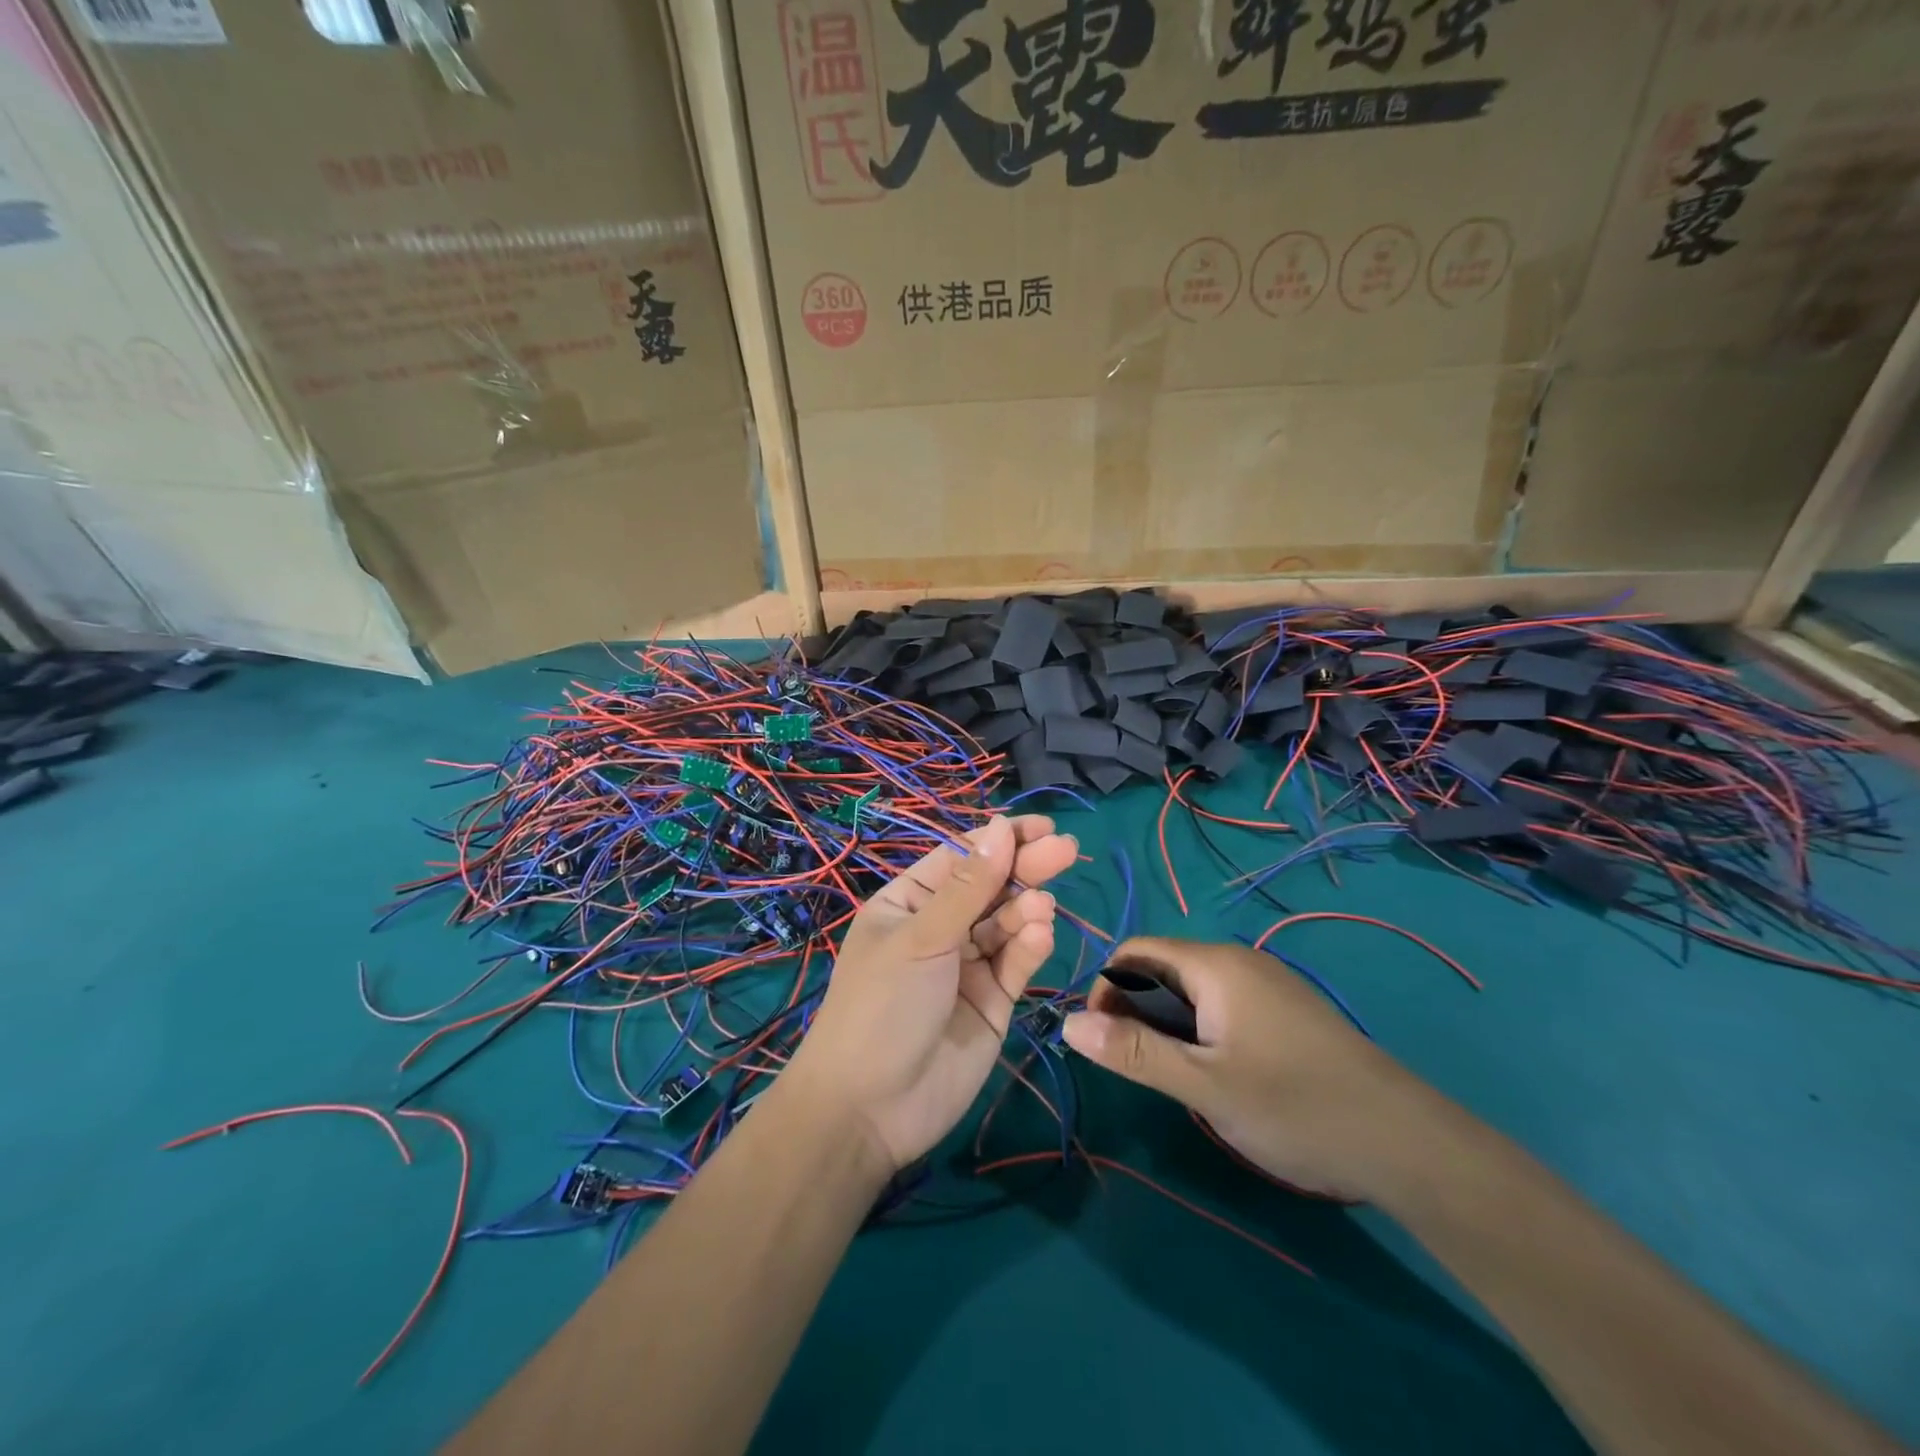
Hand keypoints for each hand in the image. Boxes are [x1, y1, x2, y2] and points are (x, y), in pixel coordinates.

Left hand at [781, 814, 1077, 1171]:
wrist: (870, 1110)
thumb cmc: (882, 1006)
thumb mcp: (921, 938)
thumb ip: (968, 887)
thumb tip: (1000, 827)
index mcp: (908, 904)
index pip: (960, 858)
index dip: (999, 840)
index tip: (1041, 827)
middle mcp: (939, 929)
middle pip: (991, 887)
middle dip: (1025, 867)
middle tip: (1066, 850)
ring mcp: (967, 966)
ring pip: (1007, 924)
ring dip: (1027, 909)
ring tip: (1041, 905)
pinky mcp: (993, 1002)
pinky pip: (1016, 964)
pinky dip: (1030, 946)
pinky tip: (1039, 933)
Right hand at [1061, 936, 1443, 1201]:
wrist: (1404, 1141)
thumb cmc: (1294, 1105)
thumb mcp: (1202, 1084)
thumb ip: (1132, 1052)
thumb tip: (1068, 1023)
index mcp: (1213, 965)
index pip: (1135, 951)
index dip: (1106, 987)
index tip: (1101, 1038)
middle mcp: (1238, 961)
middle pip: (1163, 967)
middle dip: (1134, 1007)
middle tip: (1134, 1063)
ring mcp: (1267, 985)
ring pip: (1193, 989)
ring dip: (1167, 1022)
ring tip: (1170, 1074)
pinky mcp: (1286, 1011)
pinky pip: (1223, 1005)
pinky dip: (1200, 1029)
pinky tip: (1214, 1073)